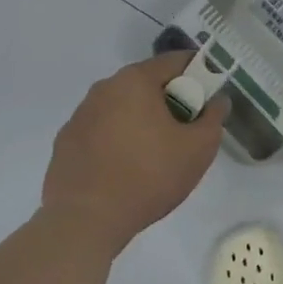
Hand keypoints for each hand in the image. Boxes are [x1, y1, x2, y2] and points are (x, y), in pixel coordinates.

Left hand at [41, 52, 226, 256]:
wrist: (85, 221)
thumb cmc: (149, 176)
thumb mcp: (199, 148)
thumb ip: (214, 117)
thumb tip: (217, 100)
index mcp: (135, 80)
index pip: (176, 62)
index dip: (199, 75)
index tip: (208, 99)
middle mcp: (104, 88)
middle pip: (147, 83)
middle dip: (170, 100)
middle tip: (185, 131)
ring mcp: (80, 115)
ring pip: (122, 107)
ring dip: (141, 121)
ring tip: (154, 155)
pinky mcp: (65, 142)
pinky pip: (101, 131)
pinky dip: (116, 140)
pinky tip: (125, 169)